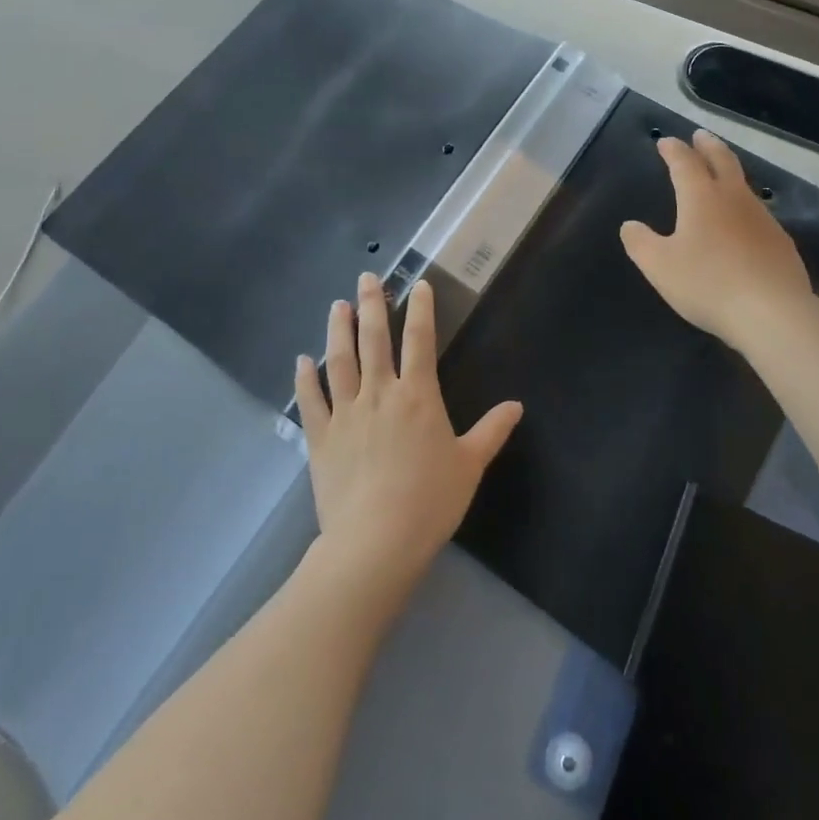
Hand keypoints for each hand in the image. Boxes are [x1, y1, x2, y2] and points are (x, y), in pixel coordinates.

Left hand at [294, 274, 521, 594]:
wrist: (375, 542)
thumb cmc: (429, 501)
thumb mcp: (470, 465)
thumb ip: (491, 431)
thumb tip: (516, 405)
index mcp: (418, 395)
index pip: (420, 340)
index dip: (421, 309)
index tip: (419, 284)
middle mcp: (379, 393)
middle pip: (374, 339)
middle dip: (372, 305)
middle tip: (366, 277)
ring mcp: (346, 413)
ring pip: (340, 361)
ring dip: (338, 330)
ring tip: (337, 305)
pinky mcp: (320, 438)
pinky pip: (311, 401)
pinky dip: (305, 379)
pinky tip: (302, 360)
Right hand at [619, 130, 814, 350]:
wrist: (772, 312)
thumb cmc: (707, 283)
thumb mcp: (659, 266)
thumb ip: (640, 243)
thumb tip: (630, 226)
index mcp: (701, 197)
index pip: (685, 163)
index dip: (673, 150)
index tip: (665, 141)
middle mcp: (734, 199)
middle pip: (722, 161)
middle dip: (708, 146)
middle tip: (701, 135)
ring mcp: (762, 219)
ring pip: (744, 186)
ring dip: (730, 173)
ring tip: (721, 176)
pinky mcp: (781, 242)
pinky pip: (758, 214)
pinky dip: (744, 207)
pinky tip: (744, 223)